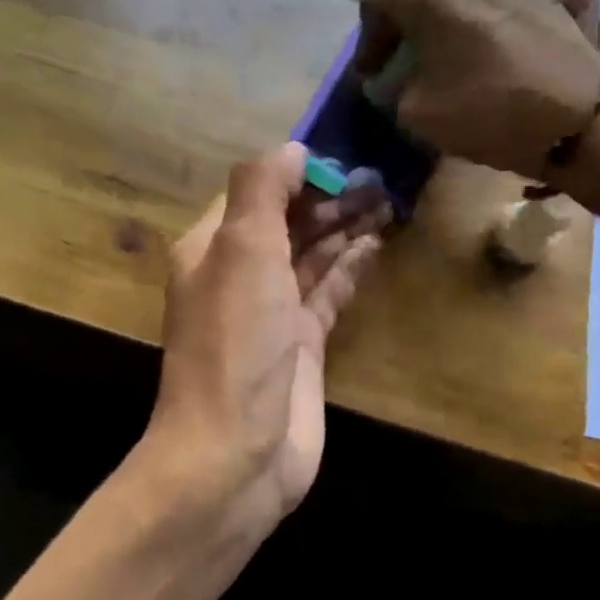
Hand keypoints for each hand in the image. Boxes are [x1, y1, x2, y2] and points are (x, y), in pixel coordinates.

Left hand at [146, 143, 388, 539]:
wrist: (235, 451)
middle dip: (328, 197)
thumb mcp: (242, 251)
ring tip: (387, 198)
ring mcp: (271, 313)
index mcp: (212, 247)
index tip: (344, 150)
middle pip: (287, 222)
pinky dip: (349, 269)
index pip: (255, 192)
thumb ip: (262, 191)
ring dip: (344, 228)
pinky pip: (327, 294)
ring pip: (310, 257)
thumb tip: (292, 148)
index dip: (296, 171)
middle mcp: (238, 276)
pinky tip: (375, 245)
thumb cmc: (235, 342)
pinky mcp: (301, 347)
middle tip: (380, 173)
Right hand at [354, 0, 599, 179]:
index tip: (374, 71)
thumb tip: (386, 77)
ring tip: (439, 37)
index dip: (366, 34)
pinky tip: (476, 31)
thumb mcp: (417, 111)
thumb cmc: (489, 112)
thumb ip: (389, 86)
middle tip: (401, 45)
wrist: (577, 116)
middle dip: (396, 3)